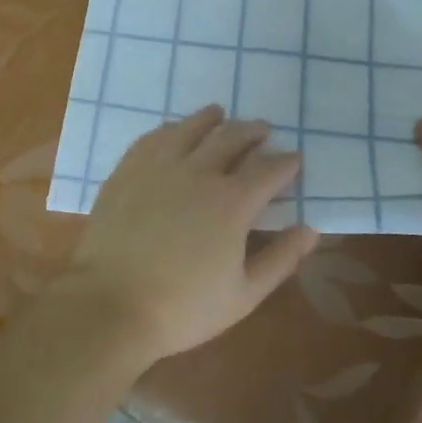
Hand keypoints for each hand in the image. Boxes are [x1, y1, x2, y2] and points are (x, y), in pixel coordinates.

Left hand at [59, 106, 318, 362]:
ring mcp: (158, 166)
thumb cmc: (183, 307)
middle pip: (231, 138)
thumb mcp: (244, 295)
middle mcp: (198, 172)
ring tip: (220, 115)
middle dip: (252, 132)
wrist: (110, 303)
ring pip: (190, 128)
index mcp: (232, 202)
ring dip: (212, 120)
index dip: (286, 163)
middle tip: (263, 130)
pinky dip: (172, 129)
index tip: (294, 160)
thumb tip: (311, 230)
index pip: (268, 170)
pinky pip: (154, 137)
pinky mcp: (127, 170)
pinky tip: (174, 131)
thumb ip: (281, 259)